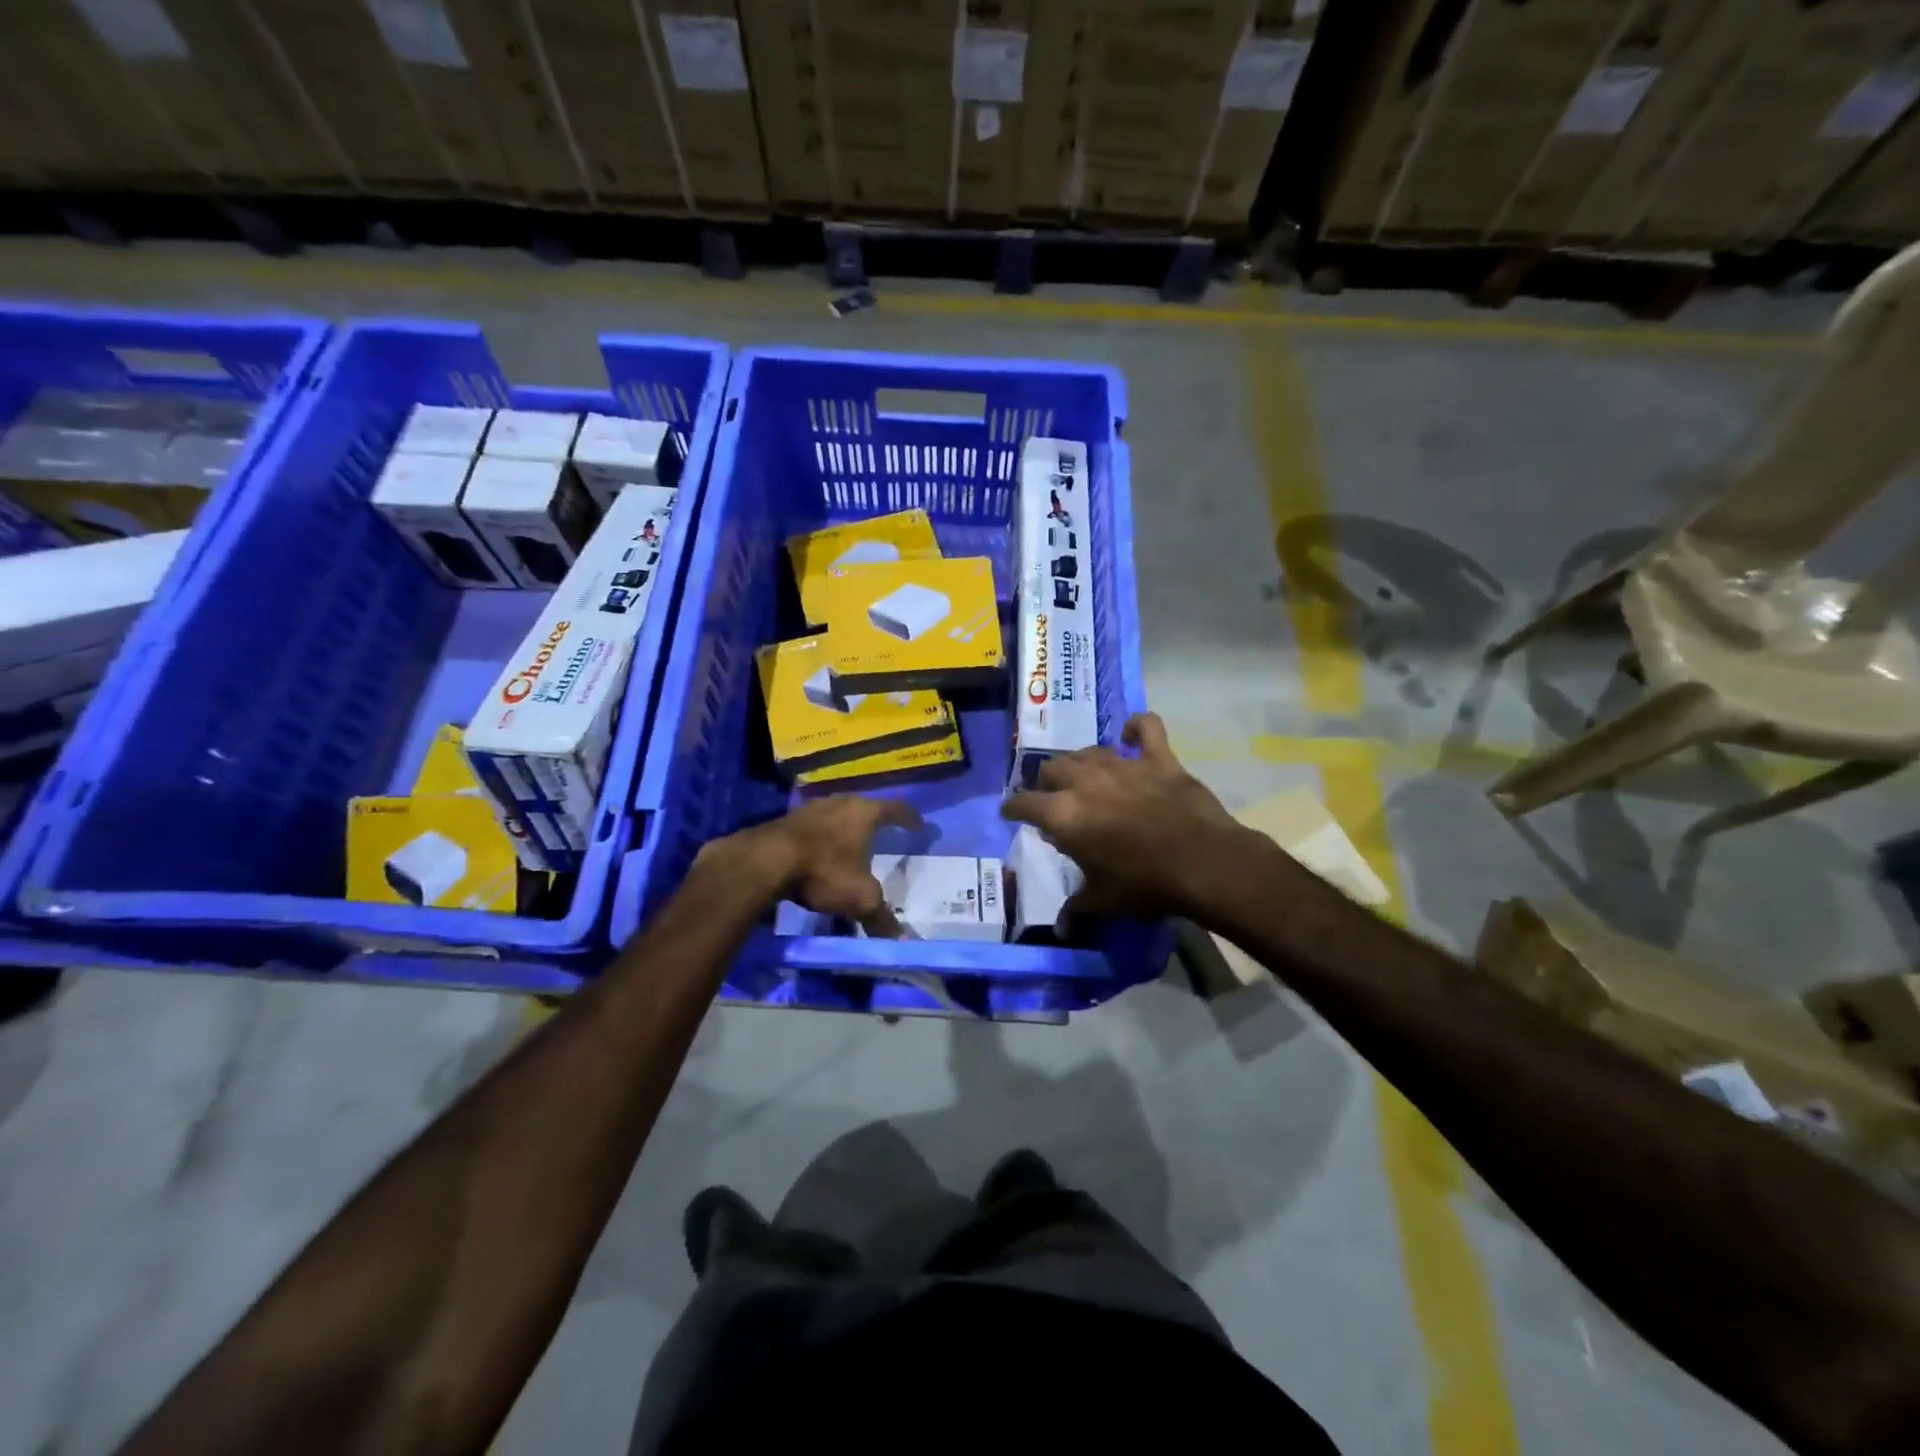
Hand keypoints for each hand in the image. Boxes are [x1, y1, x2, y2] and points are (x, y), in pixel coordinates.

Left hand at [700, 795, 921, 934]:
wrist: (765, 861)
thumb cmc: (824, 871)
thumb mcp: (859, 898)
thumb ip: (881, 917)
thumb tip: (900, 940)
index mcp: (864, 813)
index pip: (895, 809)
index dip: (909, 818)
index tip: (919, 826)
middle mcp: (840, 802)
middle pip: (864, 806)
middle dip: (876, 819)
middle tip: (885, 831)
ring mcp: (811, 809)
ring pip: (837, 814)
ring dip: (846, 826)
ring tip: (852, 842)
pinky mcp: (787, 820)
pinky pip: (815, 825)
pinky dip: (823, 836)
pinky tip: (821, 851)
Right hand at [1002, 712, 1244, 917]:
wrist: (1203, 864)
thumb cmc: (1145, 884)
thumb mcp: (1103, 900)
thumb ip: (1076, 908)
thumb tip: (1060, 928)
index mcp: (1064, 814)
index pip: (1024, 802)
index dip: (1013, 807)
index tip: (1010, 811)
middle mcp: (1085, 781)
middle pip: (1052, 768)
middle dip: (1047, 783)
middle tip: (1055, 799)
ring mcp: (1123, 764)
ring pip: (1089, 751)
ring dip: (1081, 762)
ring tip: (1085, 776)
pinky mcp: (1158, 758)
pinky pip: (1145, 728)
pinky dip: (1136, 728)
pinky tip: (1130, 736)